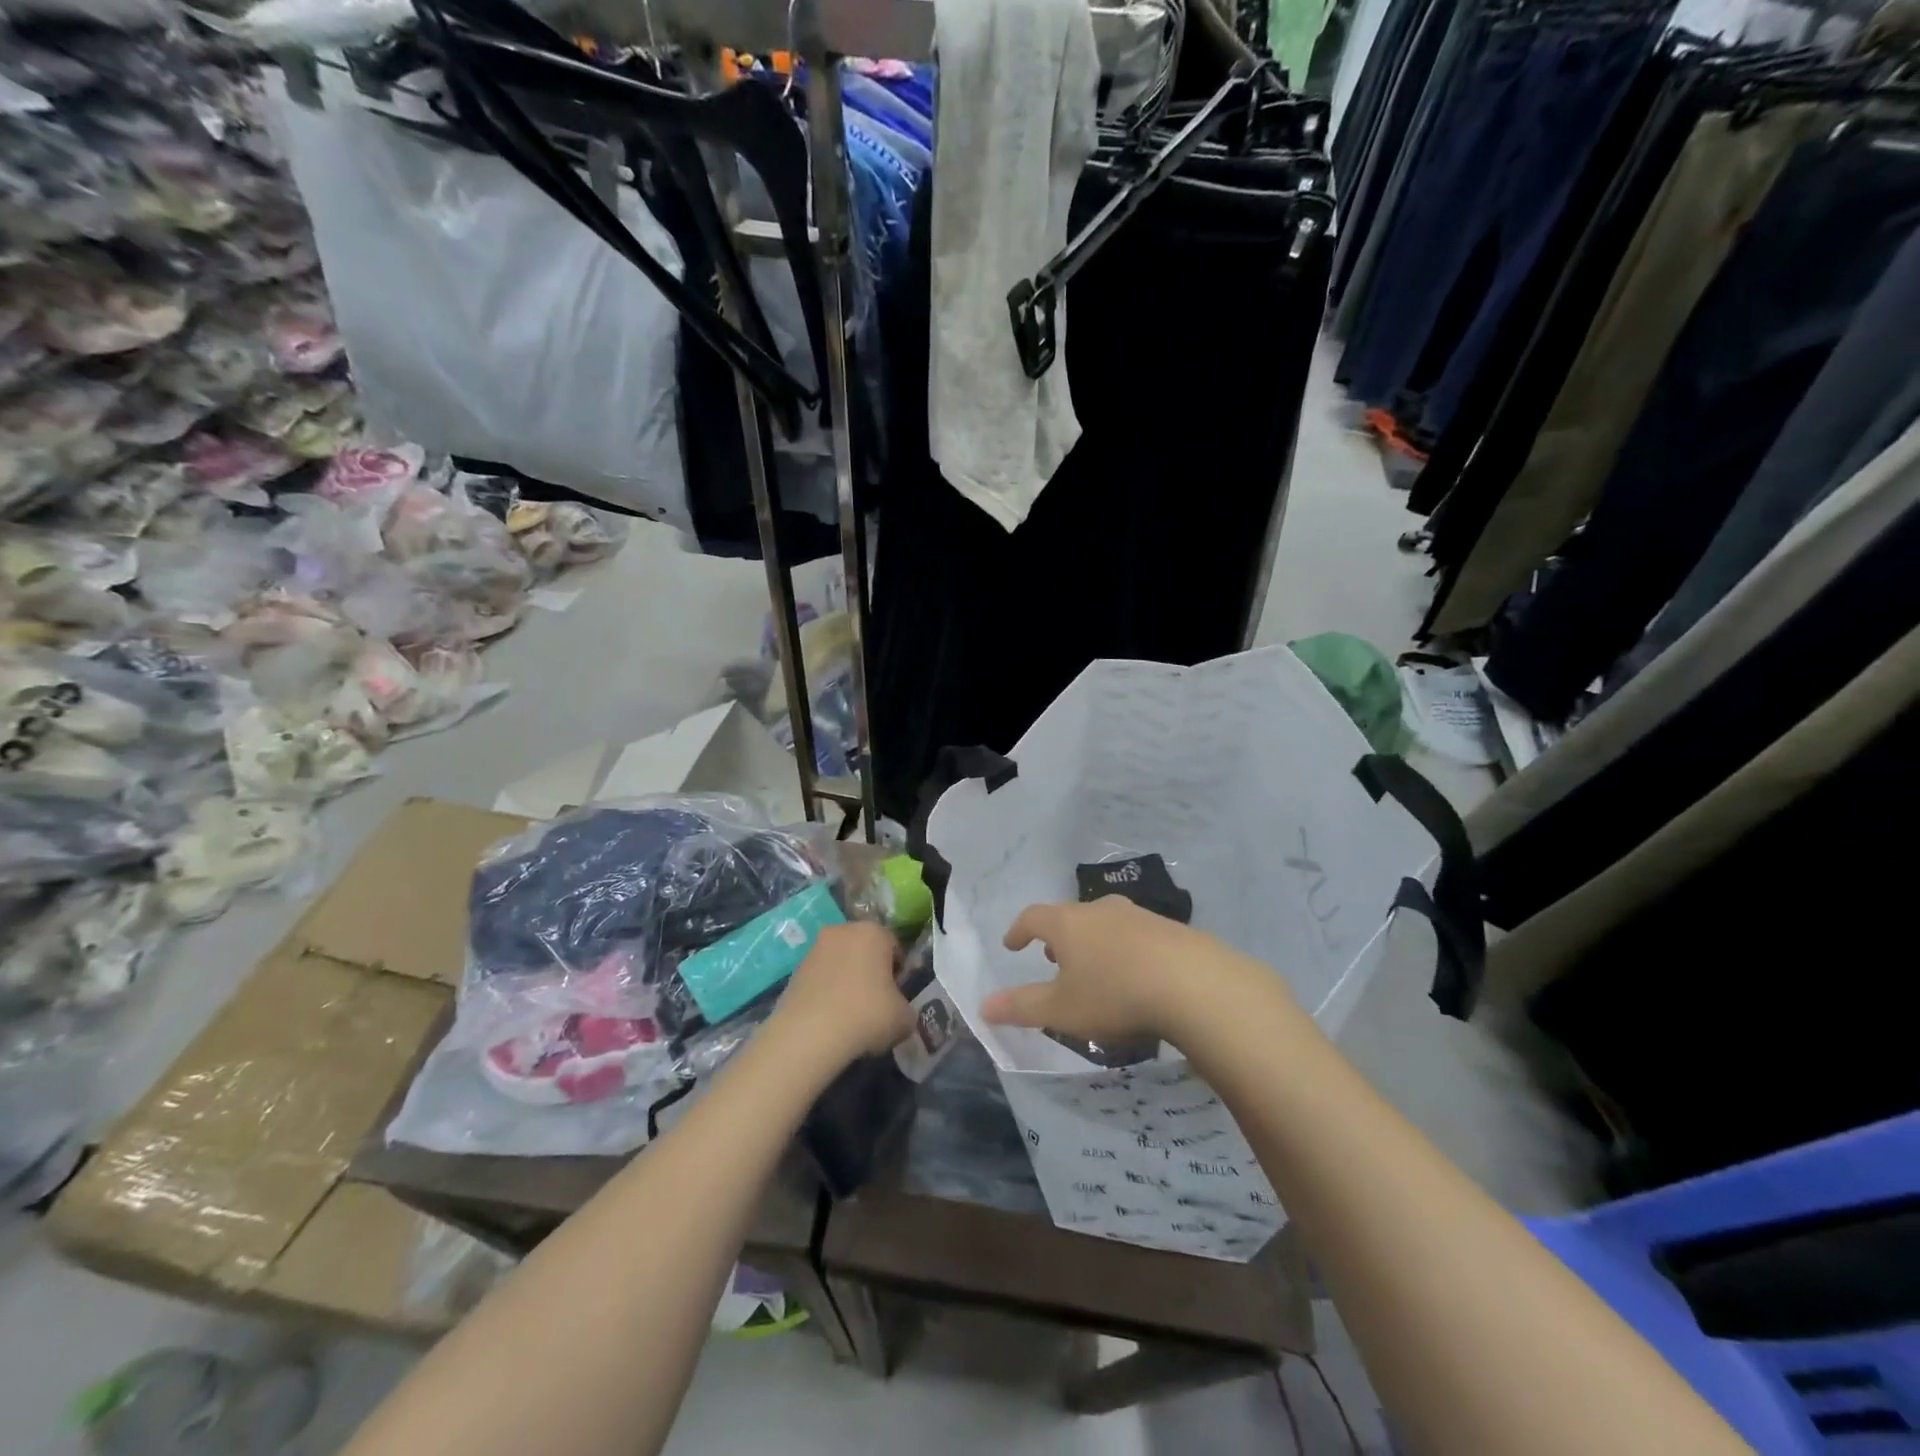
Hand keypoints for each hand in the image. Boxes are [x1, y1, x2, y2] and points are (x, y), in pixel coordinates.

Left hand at [772, 921, 914, 1064]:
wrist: (810, 1034)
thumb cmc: (866, 1015)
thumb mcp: (904, 1018)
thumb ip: (906, 1008)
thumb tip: (898, 1012)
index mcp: (873, 932)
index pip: (894, 946)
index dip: (897, 971)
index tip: (896, 995)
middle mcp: (843, 931)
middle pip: (864, 950)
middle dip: (870, 971)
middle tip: (875, 1003)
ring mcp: (815, 949)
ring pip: (840, 963)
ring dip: (846, 981)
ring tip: (850, 1015)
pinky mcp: (795, 971)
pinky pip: (820, 979)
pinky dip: (826, 993)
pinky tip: (830, 1019)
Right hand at [982, 898, 1272, 1048]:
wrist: (1194, 984)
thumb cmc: (1114, 994)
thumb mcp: (1061, 1010)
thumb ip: (1020, 1007)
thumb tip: (983, 1007)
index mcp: (1068, 924)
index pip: (1033, 917)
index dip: (1019, 930)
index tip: (1012, 943)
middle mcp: (1101, 910)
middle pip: (1071, 917)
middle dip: (1058, 938)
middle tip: (1054, 959)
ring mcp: (1139, 916)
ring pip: (1105, 924)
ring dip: (1093, 943)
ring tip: (1094, 969)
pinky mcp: (1171, 930)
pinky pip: (1137, 936)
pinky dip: (1125, 951)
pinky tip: (1136, 976)